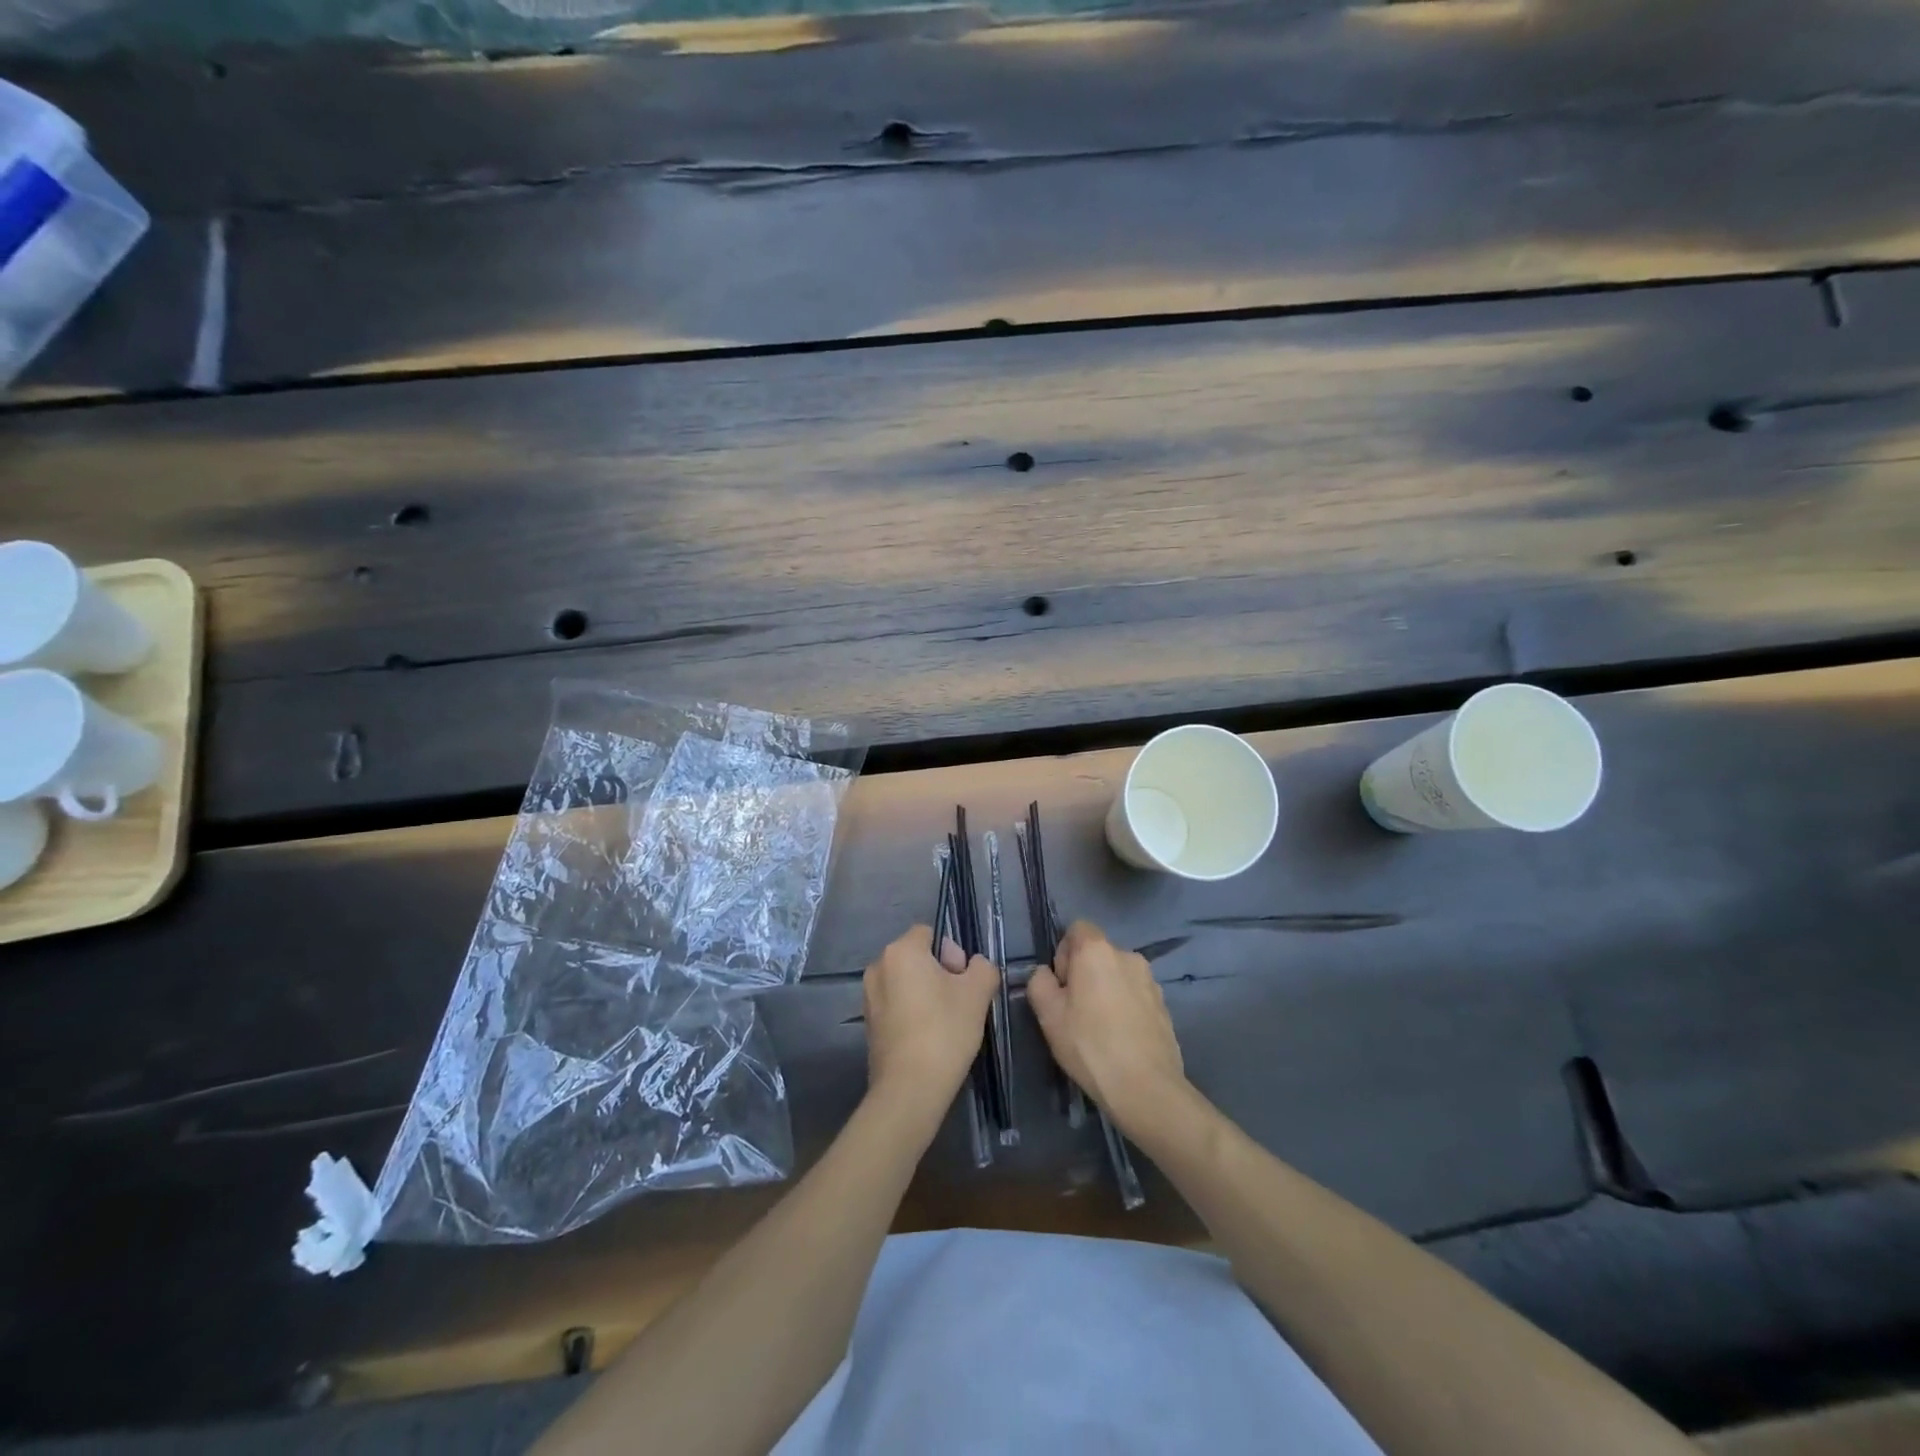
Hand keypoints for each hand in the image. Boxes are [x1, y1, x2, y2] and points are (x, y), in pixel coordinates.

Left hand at [862, 925, 998, 1114]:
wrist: (909, 1089)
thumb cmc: (944, 1031)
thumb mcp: (978, 993)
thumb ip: (983, 967)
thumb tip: (974, 966)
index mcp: (900, 951)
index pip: (930, 933)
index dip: (952, 952)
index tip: (962, 980)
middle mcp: (878, 967)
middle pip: (917, 956)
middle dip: (940, 972)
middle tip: (958, 1002)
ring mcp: (869, 996)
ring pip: (907, 982)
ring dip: (926, 993)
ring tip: (945, 1022)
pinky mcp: (869, 1023)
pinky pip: (896, 1004)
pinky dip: (913, 1012)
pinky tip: (928, 1037)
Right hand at [1027, 920, 1187, 1132]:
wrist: (1146, 1088)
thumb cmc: (1090, 1045)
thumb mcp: (1048, 1015)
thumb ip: (1039, 982)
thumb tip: (1046, 974)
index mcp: (1097, 950)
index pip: (1076, 928)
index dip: (1063, 953)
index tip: (1061, 986)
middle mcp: (1127, 955)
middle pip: (1097, 953)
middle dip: (1083, 974)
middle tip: (1074, 1012)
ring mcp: (1151, 980)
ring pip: (1117, 975)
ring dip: (1105, 991)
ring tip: (1099, 1030)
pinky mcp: (1164, 1005)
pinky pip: (1135, 995)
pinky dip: (1125, 1007)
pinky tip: (1120, 1039)